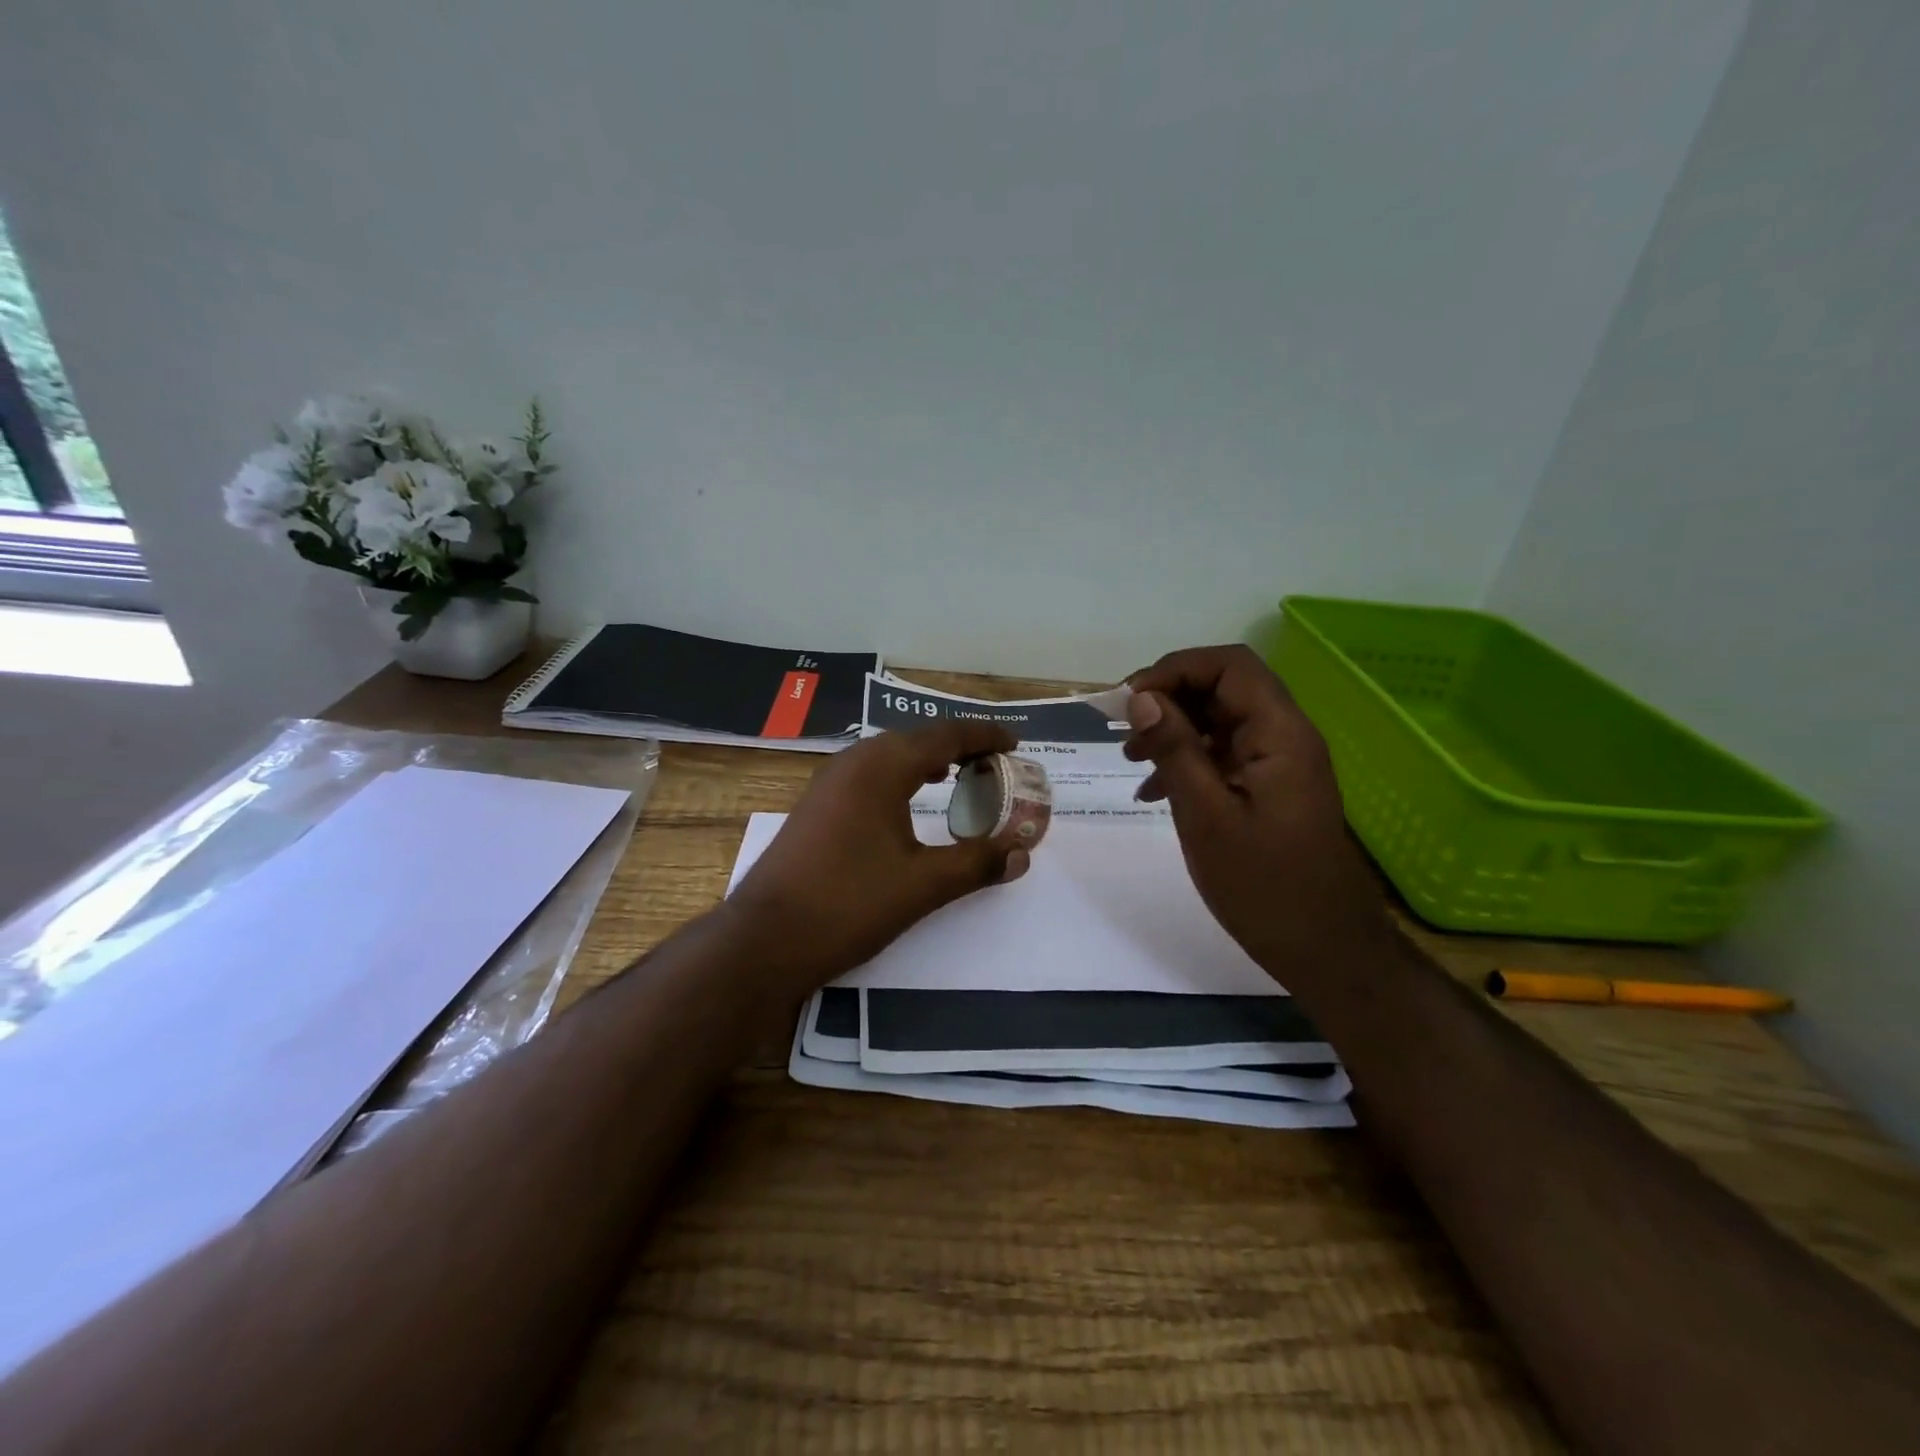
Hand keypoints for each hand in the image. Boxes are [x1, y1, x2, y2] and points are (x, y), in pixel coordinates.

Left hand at [726, 722, 1033, 989]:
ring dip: (927, 760)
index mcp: (882, 767)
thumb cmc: (849, 904)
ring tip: (959, 775)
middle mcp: (854, 762)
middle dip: (958, 746)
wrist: (766, 938)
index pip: (945, 735)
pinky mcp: (816, 806)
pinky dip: (901, 777)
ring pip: (889, 756)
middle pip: (916, 739)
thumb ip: (976, 863)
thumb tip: (1022, 853)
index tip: (1015, 744)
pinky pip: (869, 775)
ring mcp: (829, 783)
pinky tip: (908, 802)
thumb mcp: (923, 885)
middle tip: (994, 764)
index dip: (984, 735)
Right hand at [1123, 645, 1391, 984]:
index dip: (1174, 670)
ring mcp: (1279, 763)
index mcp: (1279, 733)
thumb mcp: (1206, 815)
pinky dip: (1187, 761)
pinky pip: (1224, 755)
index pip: (1227, 666)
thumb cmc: (1263, 884)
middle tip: (1121, 727)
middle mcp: (1285, 736)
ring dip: (1173, 729)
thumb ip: (1175, 750)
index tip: (1128, 700)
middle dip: (1169, 698)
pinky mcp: (1270, 789)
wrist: (1323, 948)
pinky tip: (1152, 791)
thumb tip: (1141, 698)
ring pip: (1220, 721)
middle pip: (1223, 688)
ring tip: (1130, 758)